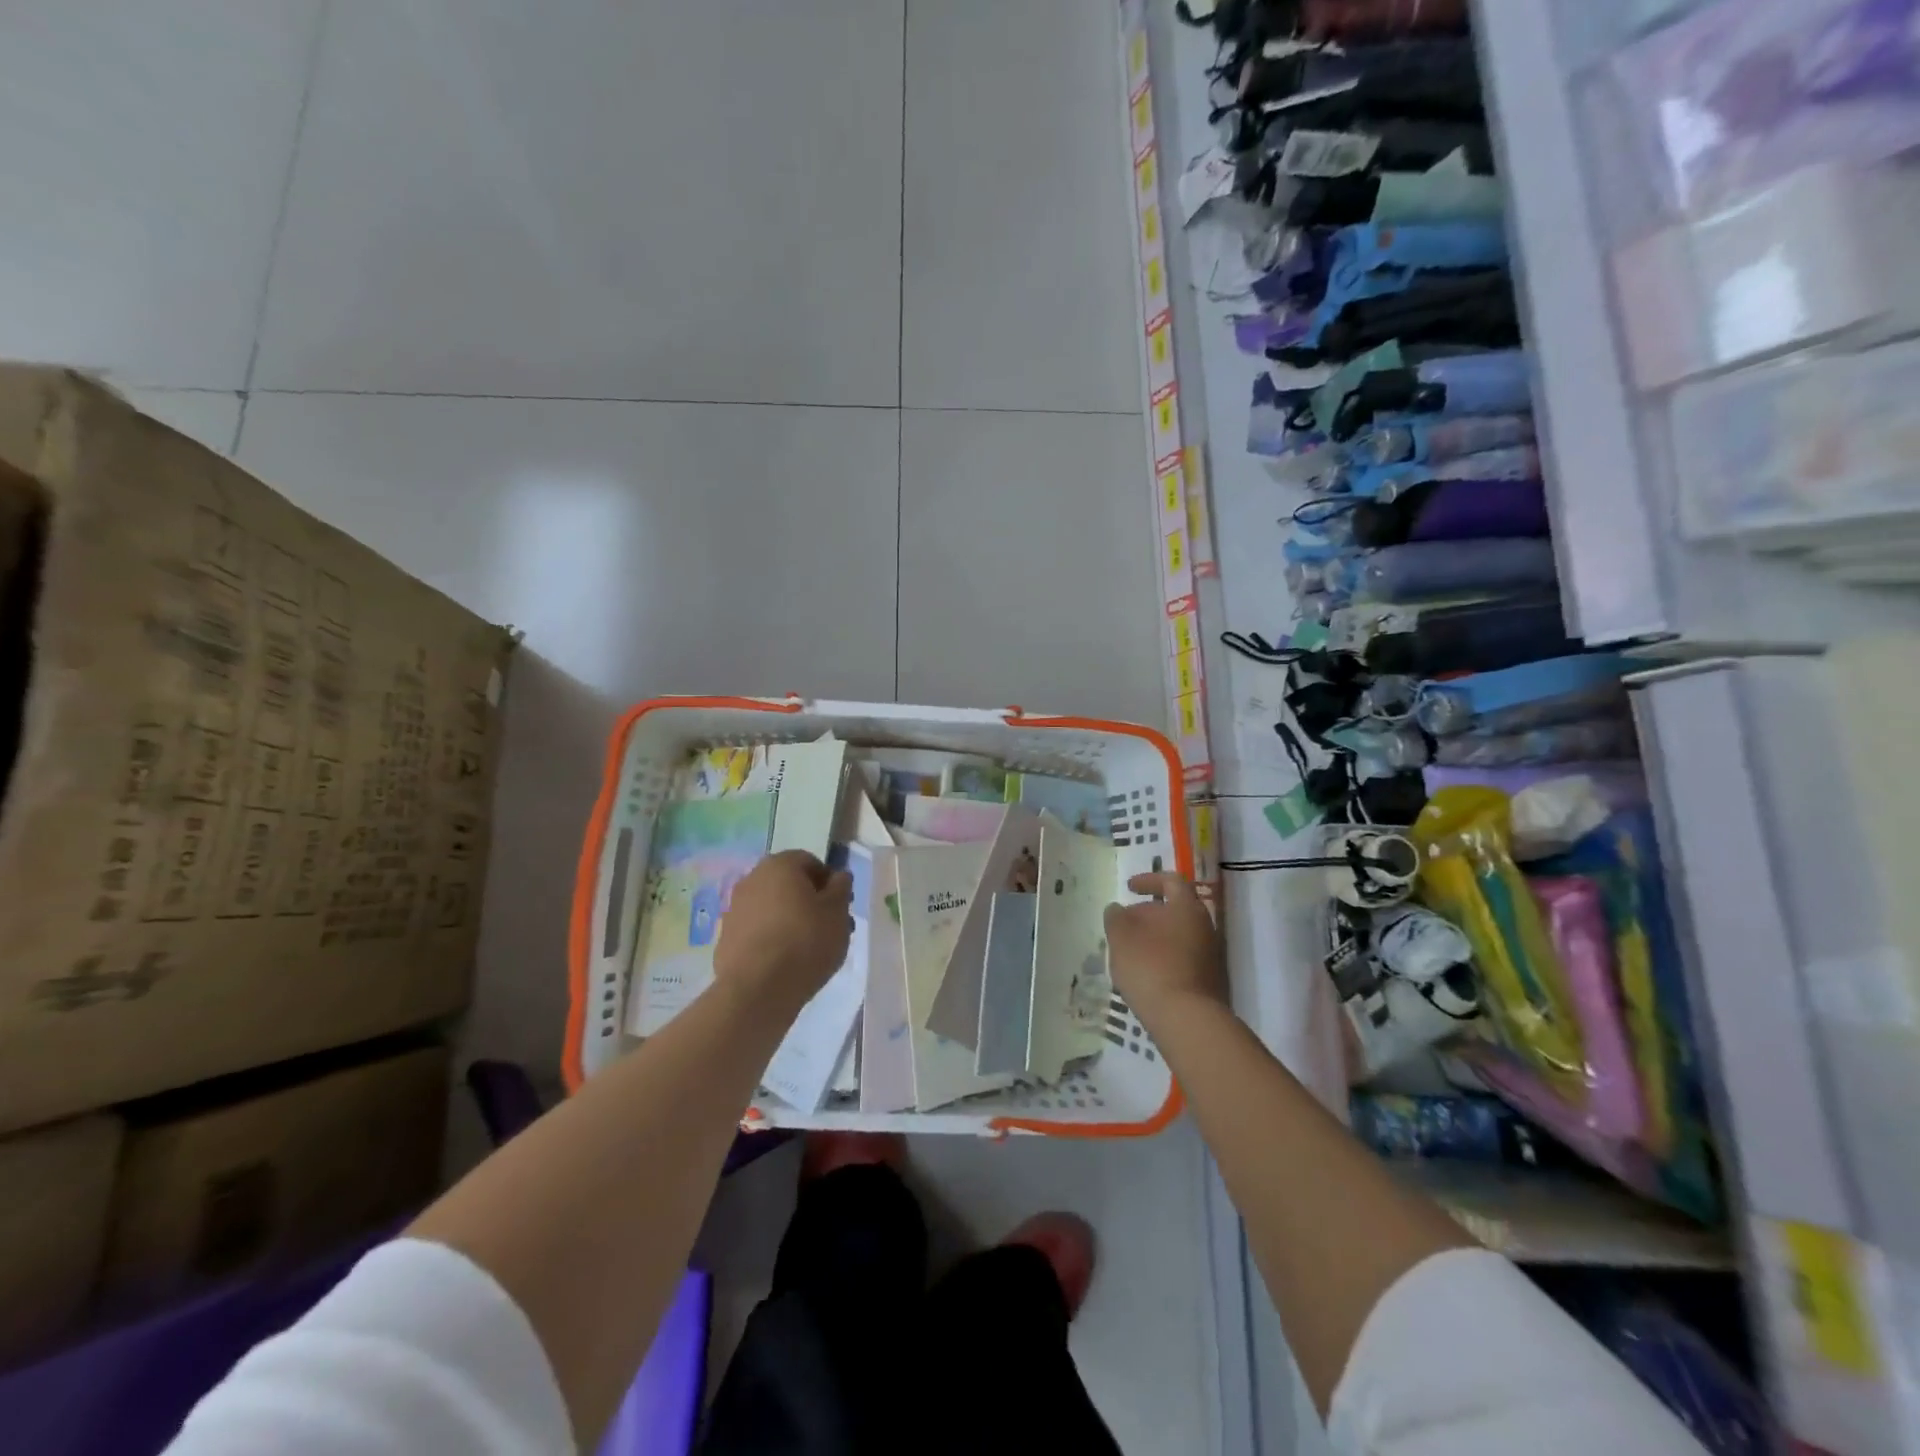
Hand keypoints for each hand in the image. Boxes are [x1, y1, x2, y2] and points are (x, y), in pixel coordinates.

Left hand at [713, 851, 853, 1019]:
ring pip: (771, 908)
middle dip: (809, 902)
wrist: (758, 989)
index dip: (829, 882)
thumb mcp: (837, 912)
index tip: (840, 906)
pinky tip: (784, 962)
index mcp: (780, 865)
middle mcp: (752, 879)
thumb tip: (838, 876)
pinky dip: (770, 939)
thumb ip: (841, 888)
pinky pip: (756, 931)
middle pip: (788, 884)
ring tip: (808, 949)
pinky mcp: (725, 938)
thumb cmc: (806, 941)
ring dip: (789, 920)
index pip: (810, 862)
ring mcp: (734, 909)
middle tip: (828, 928)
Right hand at [1104, 873, 1227, 1026]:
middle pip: (1176, 909)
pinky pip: (1183, 958)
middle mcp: (1205, 926)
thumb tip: (1118, 909)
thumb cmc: (1151, 967)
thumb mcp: (1121, 937)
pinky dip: (1164, 958)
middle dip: (1148, 913)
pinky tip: (1146, 974)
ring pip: (1179, 935)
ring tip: (1130, 951)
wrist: (1187, 1019)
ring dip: (1155, 938)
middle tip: (1125, 924)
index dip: (1148, 880)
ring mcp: (1211, 955)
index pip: (1171, 881)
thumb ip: (1116, 917)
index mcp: (1186, 907)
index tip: (1129, 888)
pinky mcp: (1209, 980)